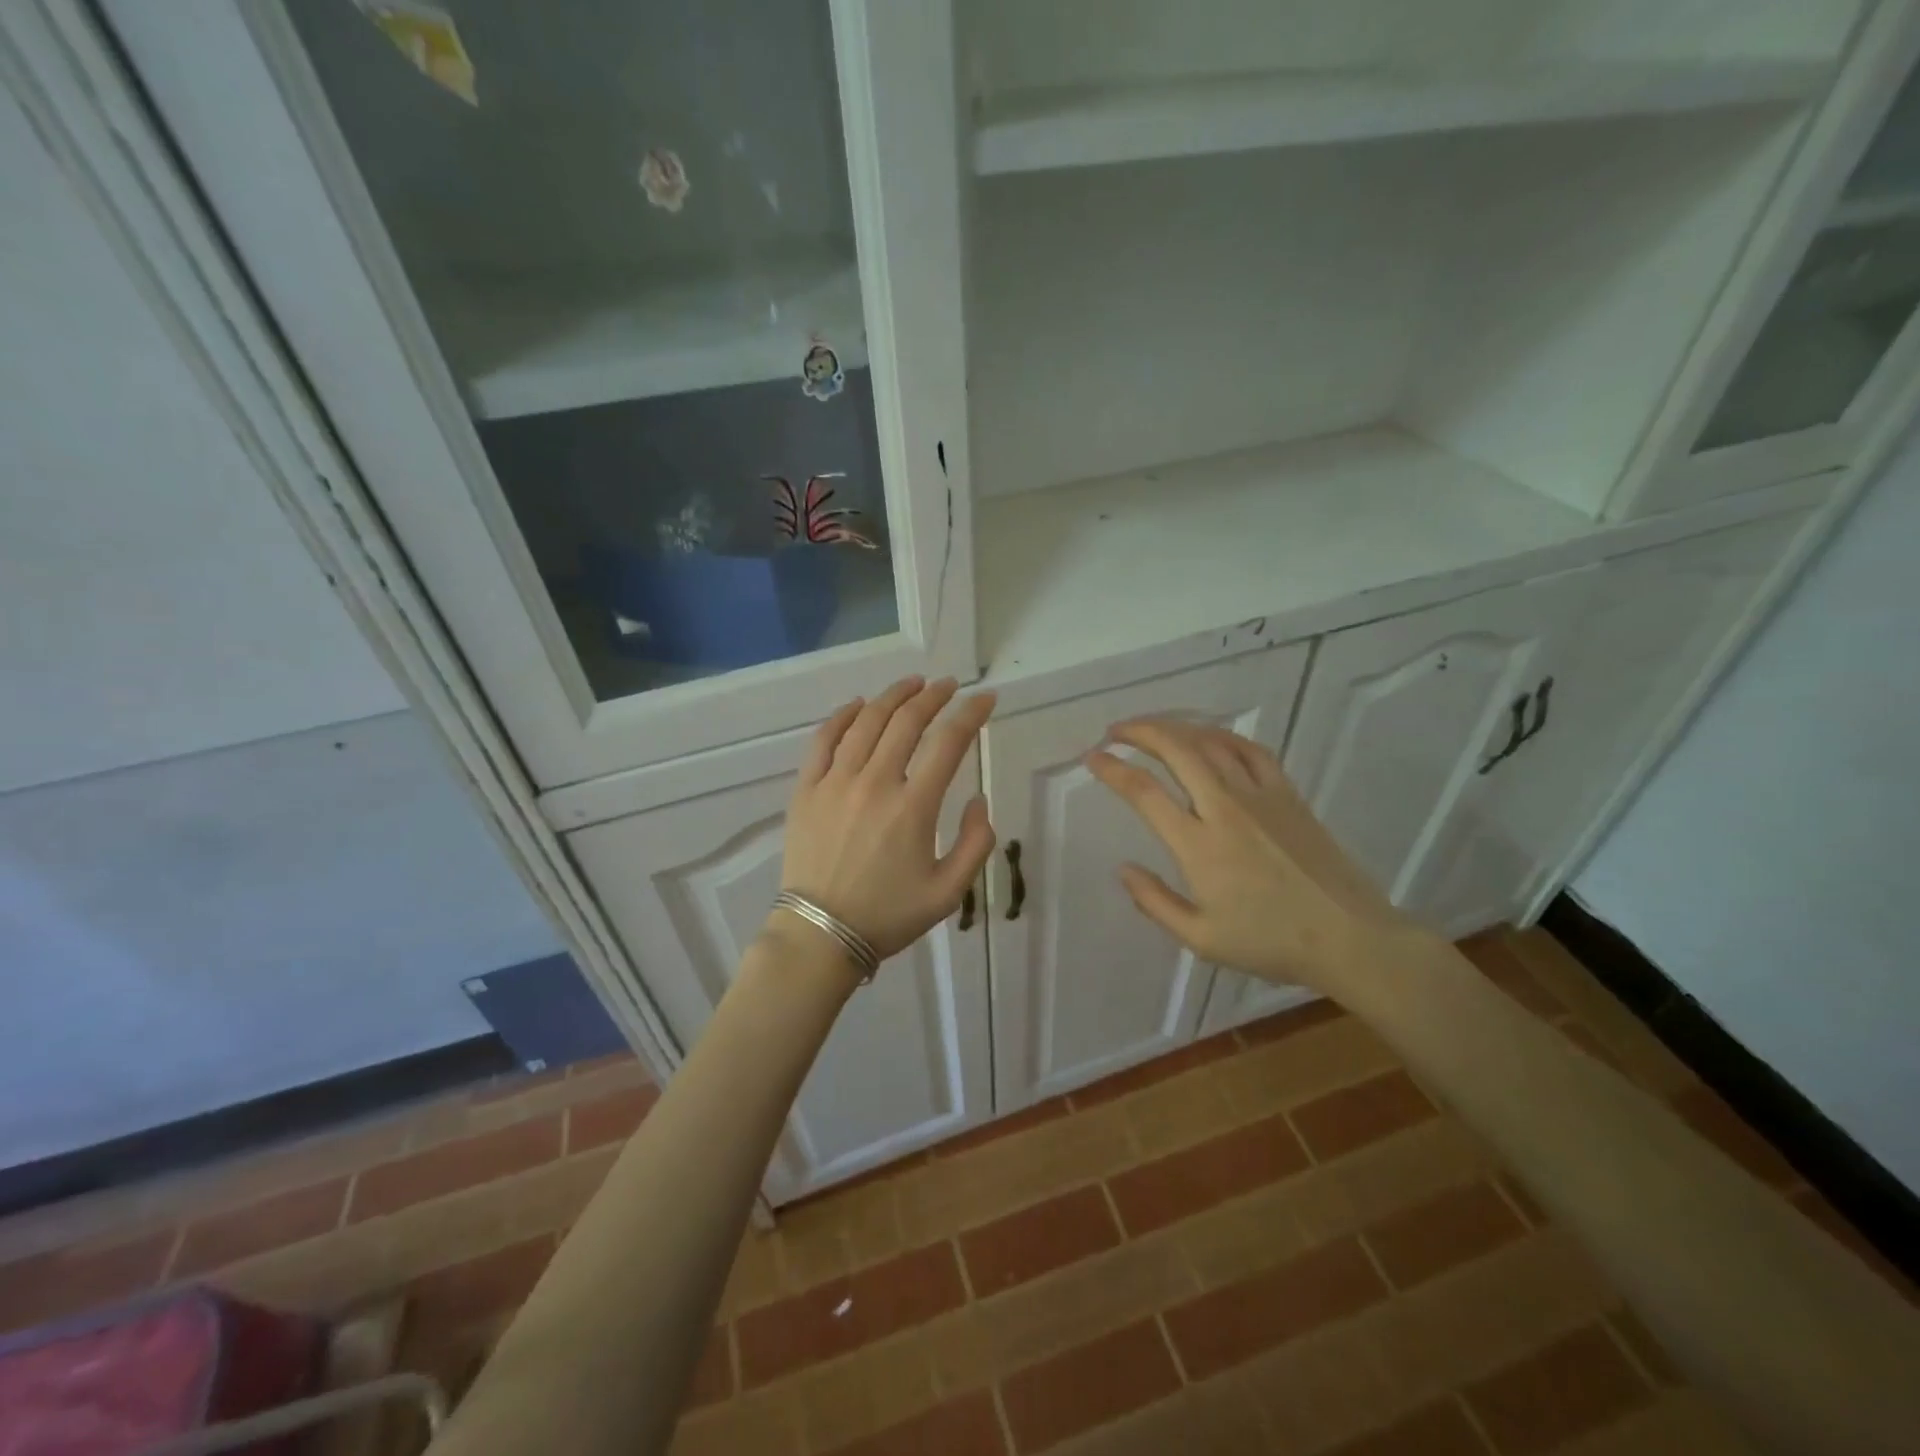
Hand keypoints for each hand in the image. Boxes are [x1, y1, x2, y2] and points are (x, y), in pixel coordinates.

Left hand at [777, 677, 996, 964]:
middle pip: (907, 721)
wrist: (820, 934)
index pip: (949, 743)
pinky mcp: (806, 789)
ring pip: (866, 722)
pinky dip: (843, 716)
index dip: (971, 714)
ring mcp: (835, 782)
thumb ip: (975, 844)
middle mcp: (875, 783)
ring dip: (893, 696)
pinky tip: (858, 705)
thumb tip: (978, 801)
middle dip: (934, 696)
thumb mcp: (948, 892)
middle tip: (949, 685)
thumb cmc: (888, 915)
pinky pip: (824, 739)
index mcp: (913, 807)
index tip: (985, 699)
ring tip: (912, 684)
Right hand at [1085, 719, 1414, 997]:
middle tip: (1116, 731)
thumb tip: (1123, 869)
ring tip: (1153, 728)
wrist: (1348, 936)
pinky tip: (1209, 738)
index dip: (1112, 769)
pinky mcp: (1288, 793)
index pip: (1144, 793)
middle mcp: (1225, 808)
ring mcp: (1260, 795)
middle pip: (1176, 749)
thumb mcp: (1200, 938)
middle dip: (1140, 731)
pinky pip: (1250, 750)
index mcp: (1199, 845)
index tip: (1092, 758)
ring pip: (1211, 741)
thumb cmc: (1270, 942)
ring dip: (1176, 727)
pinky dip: (1222, 736)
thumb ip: (1154, 902)